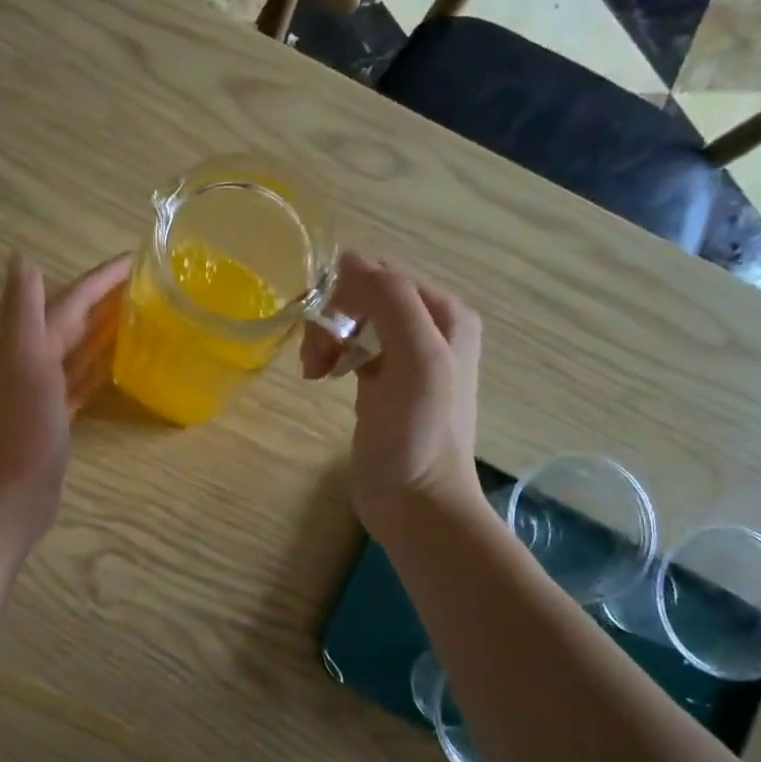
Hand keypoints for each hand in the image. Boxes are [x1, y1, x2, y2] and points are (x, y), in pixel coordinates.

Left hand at [0, 252, 130, 557]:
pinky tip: (123, 363)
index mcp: (31, 344)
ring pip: (82, 349)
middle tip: (151, 283)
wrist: (14, 495)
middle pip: (78, 320)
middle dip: (108, 298)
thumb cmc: (25, 430)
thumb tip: (21, 256)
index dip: (101, 278)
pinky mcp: (60, 416)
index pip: (72, 300)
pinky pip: (85, 381)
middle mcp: (37, 360)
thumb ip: (25, 312)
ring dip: (108, 330)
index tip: (139, 259)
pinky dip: (102, 367)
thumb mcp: (26, 363)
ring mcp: (48, 390)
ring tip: (145, 315)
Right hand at [301, 252, 484, 542]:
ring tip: (314, 370)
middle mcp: (429, 329)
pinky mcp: (381, 385)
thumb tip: (349, 258)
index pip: (385, 274)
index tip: (323, 325)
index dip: (348, 292)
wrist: (417, 503)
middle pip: (366, 296)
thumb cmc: (419, 432)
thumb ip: (391, 301)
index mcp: (445, 314)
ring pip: (354, 322)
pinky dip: (331, 355)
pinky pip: (351, 349)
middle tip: (316, 356)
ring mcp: (405, 358)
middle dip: (334, 317)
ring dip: (328, 338)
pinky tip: (319, 376)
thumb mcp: (416, 357)